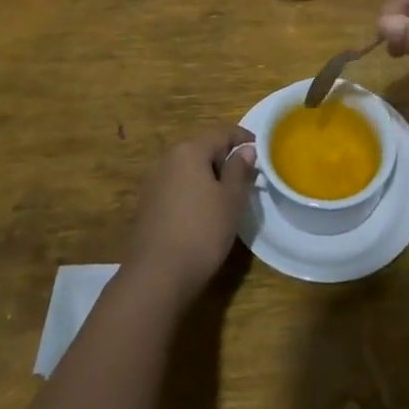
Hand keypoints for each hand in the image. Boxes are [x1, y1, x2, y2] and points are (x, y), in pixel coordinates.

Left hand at [123, 126, 256, 306]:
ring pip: (189, 168)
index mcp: (190, 150)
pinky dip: (193, 191)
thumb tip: (246, 149)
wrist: (156, 276)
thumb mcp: (231, 199)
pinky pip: (177, 186)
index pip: (222, 132)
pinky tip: (202, 212)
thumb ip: (240, 169)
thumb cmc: (202, 231)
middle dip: (225, 158)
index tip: (260, 150)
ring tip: (227, 196)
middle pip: (203, 148)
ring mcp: (154, 181)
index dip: (243, 138)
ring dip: (209, 175)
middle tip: (246, 177)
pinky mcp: (147, 204)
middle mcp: (168, 158)